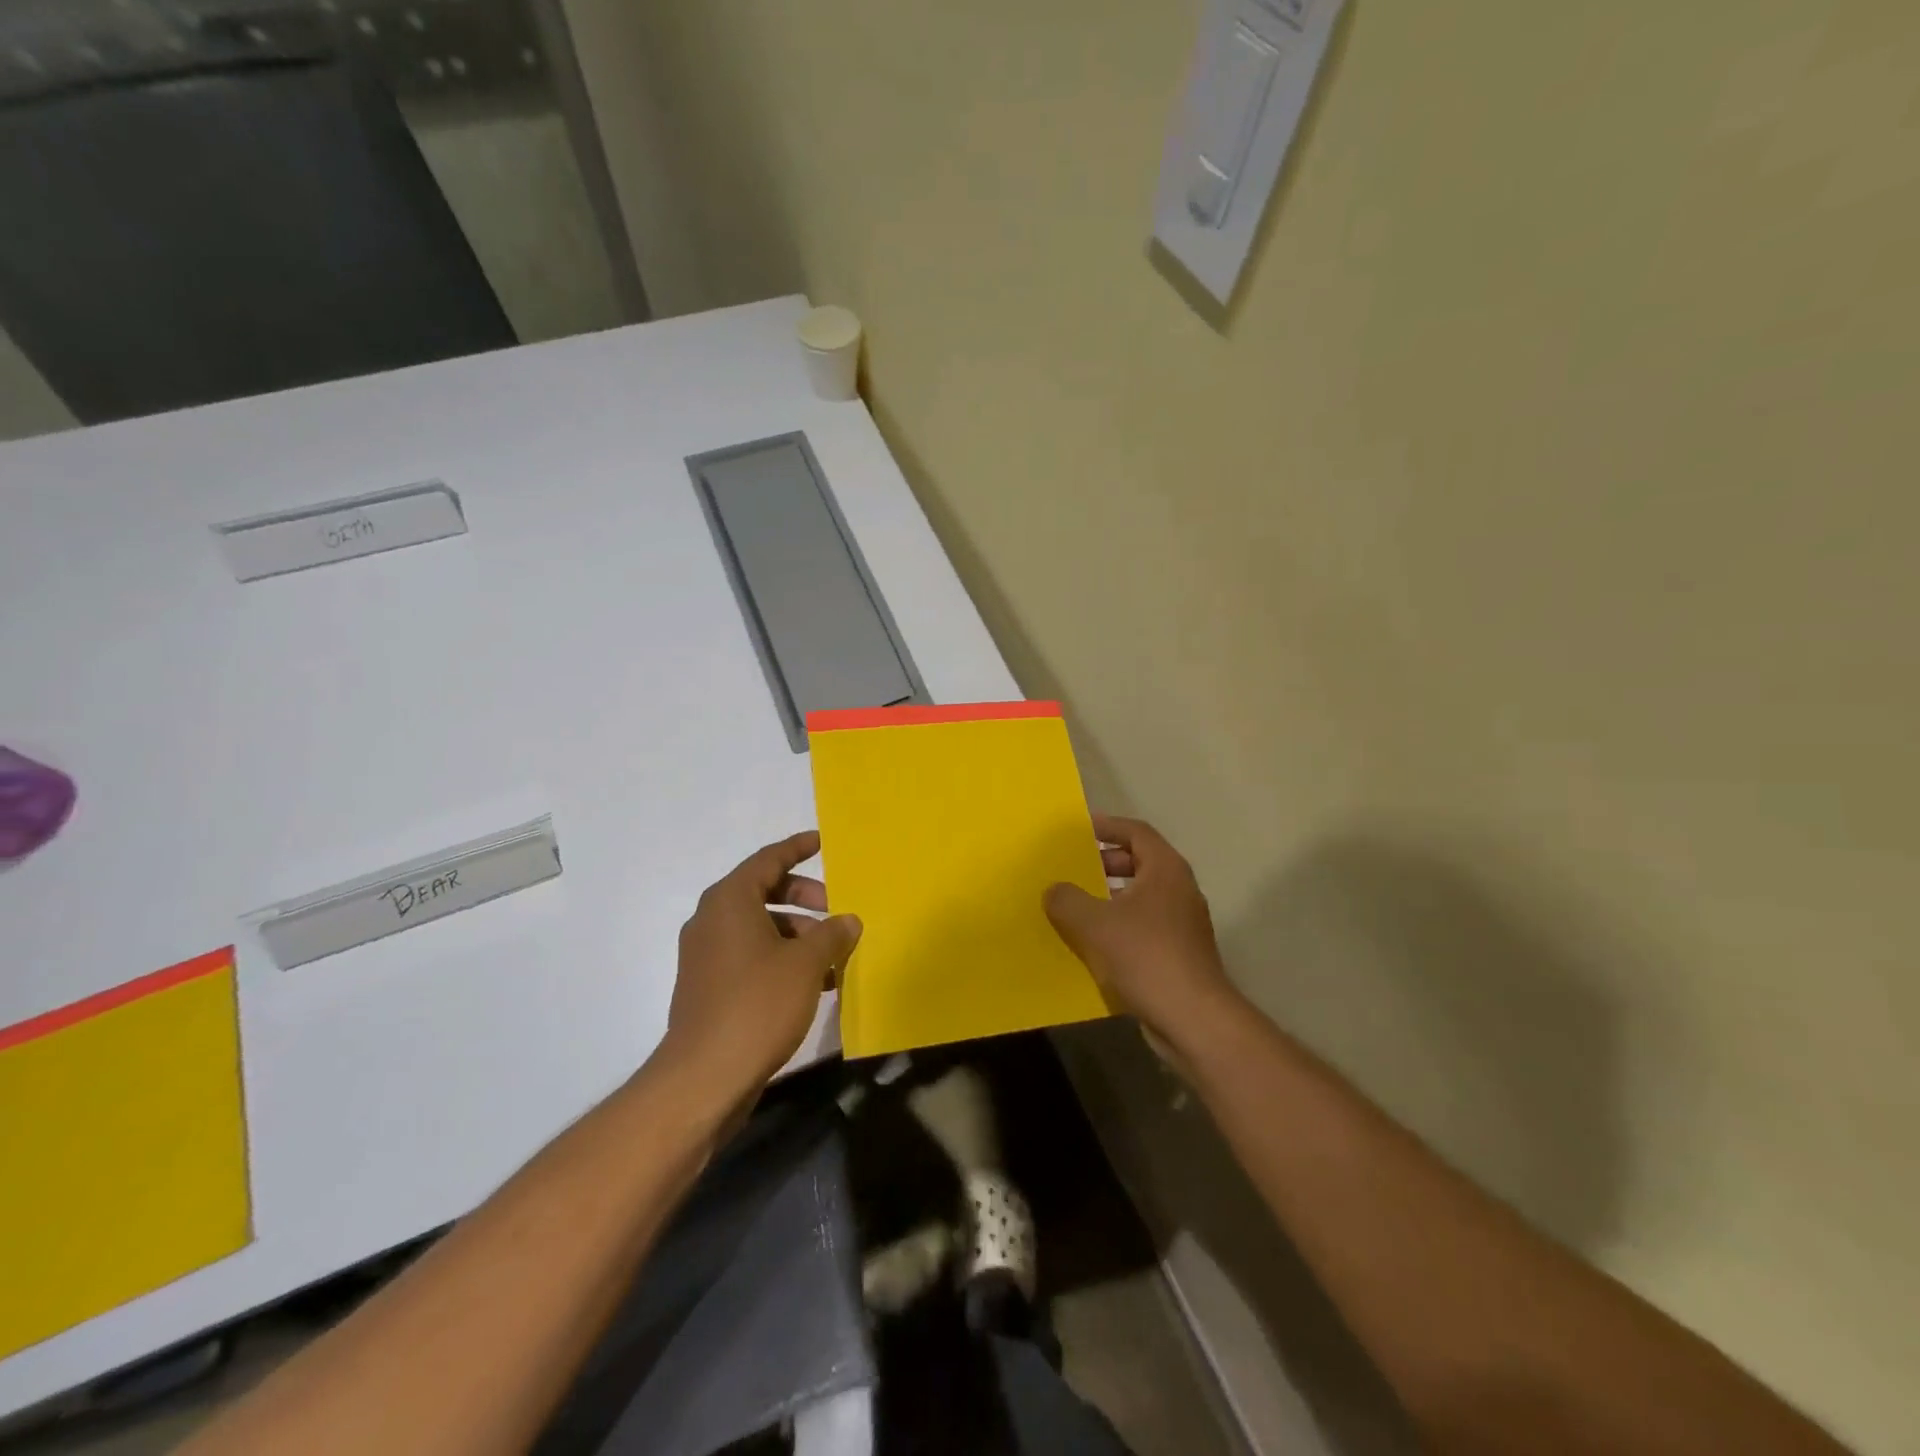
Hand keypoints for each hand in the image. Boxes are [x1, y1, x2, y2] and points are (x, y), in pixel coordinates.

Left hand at [660, 831, 860, 1104]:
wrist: (705, 1076)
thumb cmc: (758, 1003)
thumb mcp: (806, 963)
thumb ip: (831, 934)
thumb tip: (848, 920)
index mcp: (730, 901)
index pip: (768, 860)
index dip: (797, 848)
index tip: (822, 842)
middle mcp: (712, 920)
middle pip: (764, 892)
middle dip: (805, 897)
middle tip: (836, 911)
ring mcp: (706, 955)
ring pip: (760, 928)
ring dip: (798, 934)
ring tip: (833, 956)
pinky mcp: (708, 986)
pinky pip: (751, 956)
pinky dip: (781, 958)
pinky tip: (814, 983)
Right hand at [1045, 815, 1241, 1065]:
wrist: (1194, 1018)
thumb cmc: (1146, 956)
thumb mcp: (1095, 924)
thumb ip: (1068, 900)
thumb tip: (1054, 890)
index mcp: (1165, 870)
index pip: (1136, 832)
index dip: (1107, 826)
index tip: (1079, 829)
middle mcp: (1179, 890)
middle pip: (1140, 862)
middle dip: (1105, 862)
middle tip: (1073, 867)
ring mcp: (1182, 923)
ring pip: (1141, 897)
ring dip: (1109, 896)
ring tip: (1076, 905)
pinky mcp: (1179, 953)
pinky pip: (1143, 926)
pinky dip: (1119, 925)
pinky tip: (1093, 943)